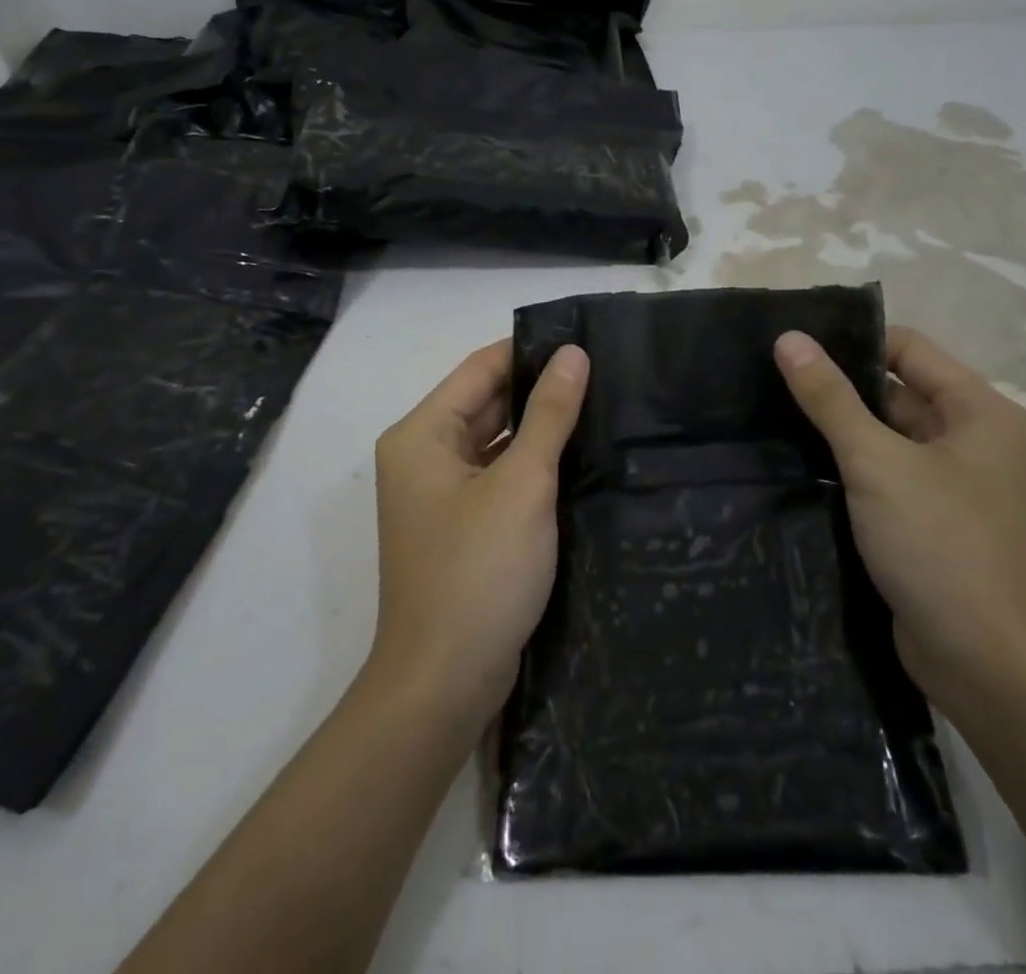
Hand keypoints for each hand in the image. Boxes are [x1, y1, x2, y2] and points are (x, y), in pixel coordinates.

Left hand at [368, 338, 588, 728]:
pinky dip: (532, 467)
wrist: (444, 685)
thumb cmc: (478, 572)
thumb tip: (573, 353)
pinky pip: (499, 478)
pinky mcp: (462, 528)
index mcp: (422, 435)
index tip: (583, 339)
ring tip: (600, 405)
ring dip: (539, 429)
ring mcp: (441, 496)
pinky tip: (579, 458)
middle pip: (486, 403)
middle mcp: (423, 457)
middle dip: (539, 390)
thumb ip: (549, 415)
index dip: (529, 350)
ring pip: (495, 442)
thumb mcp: (522, 484)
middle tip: (603, 371)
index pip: (480, 369)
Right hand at [773, 325, 1025, 703]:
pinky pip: (885, 474)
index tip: (793, 347)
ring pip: (886, 435)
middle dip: (839, 387)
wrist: (987, 668)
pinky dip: (849, 466)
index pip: (907, 349)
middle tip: (770, 380)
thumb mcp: (877, 463)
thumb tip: (788, 338)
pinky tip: (798, 462)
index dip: (852, 342)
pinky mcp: (930, 519)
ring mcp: (951, 482)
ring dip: (839, 429)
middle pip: (895, 391)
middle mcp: (970, 438)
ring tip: (772, 414)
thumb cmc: (941, 547)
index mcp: (977, 410)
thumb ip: (831, 398)